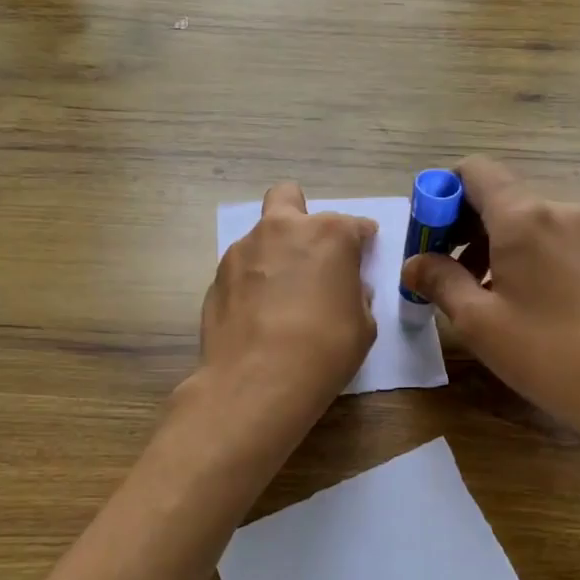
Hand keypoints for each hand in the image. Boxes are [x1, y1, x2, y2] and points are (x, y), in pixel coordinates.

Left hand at [197, 182, 376, 428]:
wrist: (255, 382)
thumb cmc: (324, 350)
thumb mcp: (362, 326)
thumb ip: (356, 295)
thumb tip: (346, 288)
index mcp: (328, 234)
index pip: (354, 224)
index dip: (361, 240)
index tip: (363, 254)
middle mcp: (282, 229)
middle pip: (289, 197)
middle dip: (301, 215)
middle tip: (310, 252)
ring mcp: (243, 250)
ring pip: (261, 235)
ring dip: (274, 253)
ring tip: (280, 296)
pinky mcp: (216, 276)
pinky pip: (242, 269)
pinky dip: (252, 282)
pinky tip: (258, 315)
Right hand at [400, 157, 579, 447]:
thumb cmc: (545, 353)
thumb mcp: (478, 320)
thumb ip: (438, 280)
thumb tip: (413, 263)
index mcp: (523, 217)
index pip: (473, 171)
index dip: (441, 193)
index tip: (426, 235)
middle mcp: (555, 209)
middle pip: (495, 193)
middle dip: (458, 223)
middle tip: (438, 267)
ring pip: (519, 217)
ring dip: (485, 240)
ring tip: (470, 288)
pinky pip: (542, 235)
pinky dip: (514, 251)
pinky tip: (507, 294)